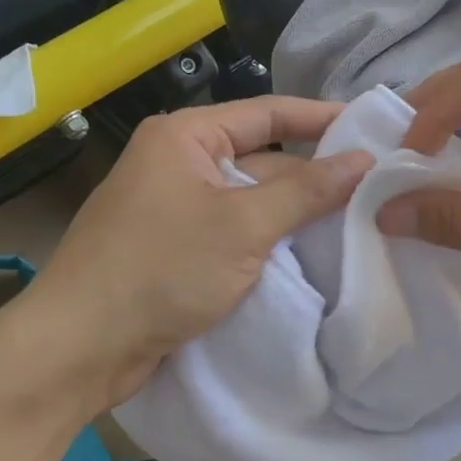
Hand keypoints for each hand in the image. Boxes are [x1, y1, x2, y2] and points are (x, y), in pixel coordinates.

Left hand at [22, 97, 372, 408]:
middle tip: (380, 188)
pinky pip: (236, 236)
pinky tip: (313, 256)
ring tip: (362, 222)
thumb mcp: (243, 226)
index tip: (374, 128)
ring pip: (251, 203)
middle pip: (262, 160)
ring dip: (295, 215)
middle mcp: (179, 164)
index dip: (323, 118)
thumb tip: (365, 161)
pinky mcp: (176, 252)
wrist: (80, 347)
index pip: (268, 113)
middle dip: (314, 177)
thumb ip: (307, 191)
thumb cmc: (160, 270)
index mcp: (185, 137)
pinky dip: (270, 244)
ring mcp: (176, 210)